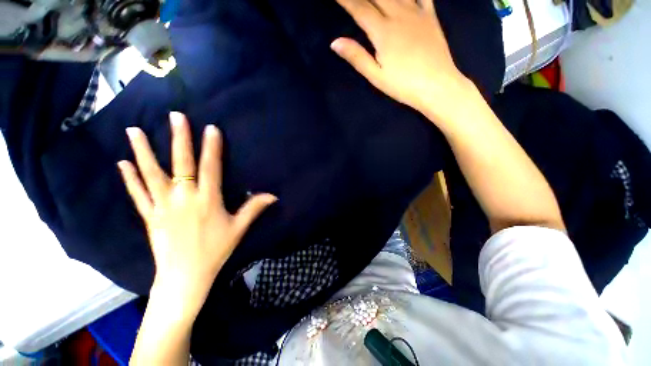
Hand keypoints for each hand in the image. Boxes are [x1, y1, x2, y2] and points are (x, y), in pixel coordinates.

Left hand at [118, 112, 276, 312]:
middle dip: (180, 138)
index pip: (210, 167)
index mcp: (207, 199)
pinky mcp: (149, 215)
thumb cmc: (215, 250)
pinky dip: (130, 178)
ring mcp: (162, 205)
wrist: (185, 276)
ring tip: (134, 130)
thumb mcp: (239, 228)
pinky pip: (137, 193)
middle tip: (175, 116)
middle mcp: (183, 197)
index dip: (211, 147)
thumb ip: (254, 208)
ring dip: (143, 151)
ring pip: (151, 174)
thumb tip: (273, 195)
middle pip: (181, 163)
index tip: (210, 128)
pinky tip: (123, 163)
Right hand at [331, 0, 476, 122]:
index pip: (359, 8)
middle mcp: (399, 14)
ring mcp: (417, 12)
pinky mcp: (430, 16)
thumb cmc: (403, 85)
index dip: (346, 0)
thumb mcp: (376, 76)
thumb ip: (356, 57)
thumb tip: (334, 43)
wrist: (437, 85)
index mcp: (383, 31)